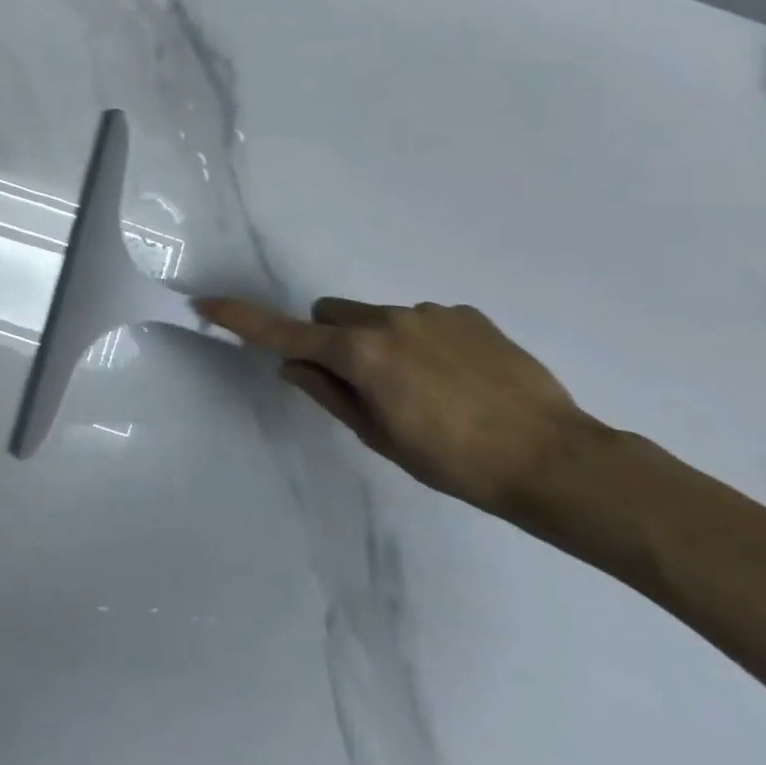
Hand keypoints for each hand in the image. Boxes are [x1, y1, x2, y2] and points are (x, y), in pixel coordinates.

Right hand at [195, 295, 604, 514]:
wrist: (559, 461)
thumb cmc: (456, 462)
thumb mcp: (380, 438)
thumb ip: (329, 393)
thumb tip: (293, 364)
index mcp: (360, 353)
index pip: (284, 332)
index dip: (241, 319)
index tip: (206, 302)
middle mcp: (388, 320)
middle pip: (331, 313)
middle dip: (330, 337)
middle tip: (360, 382)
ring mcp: (430, 313)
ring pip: (377, 317)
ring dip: (380, 343)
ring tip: (425, 389)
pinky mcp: (468, 315)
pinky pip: (422, 320)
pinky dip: (421, 342)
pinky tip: (459, 380)